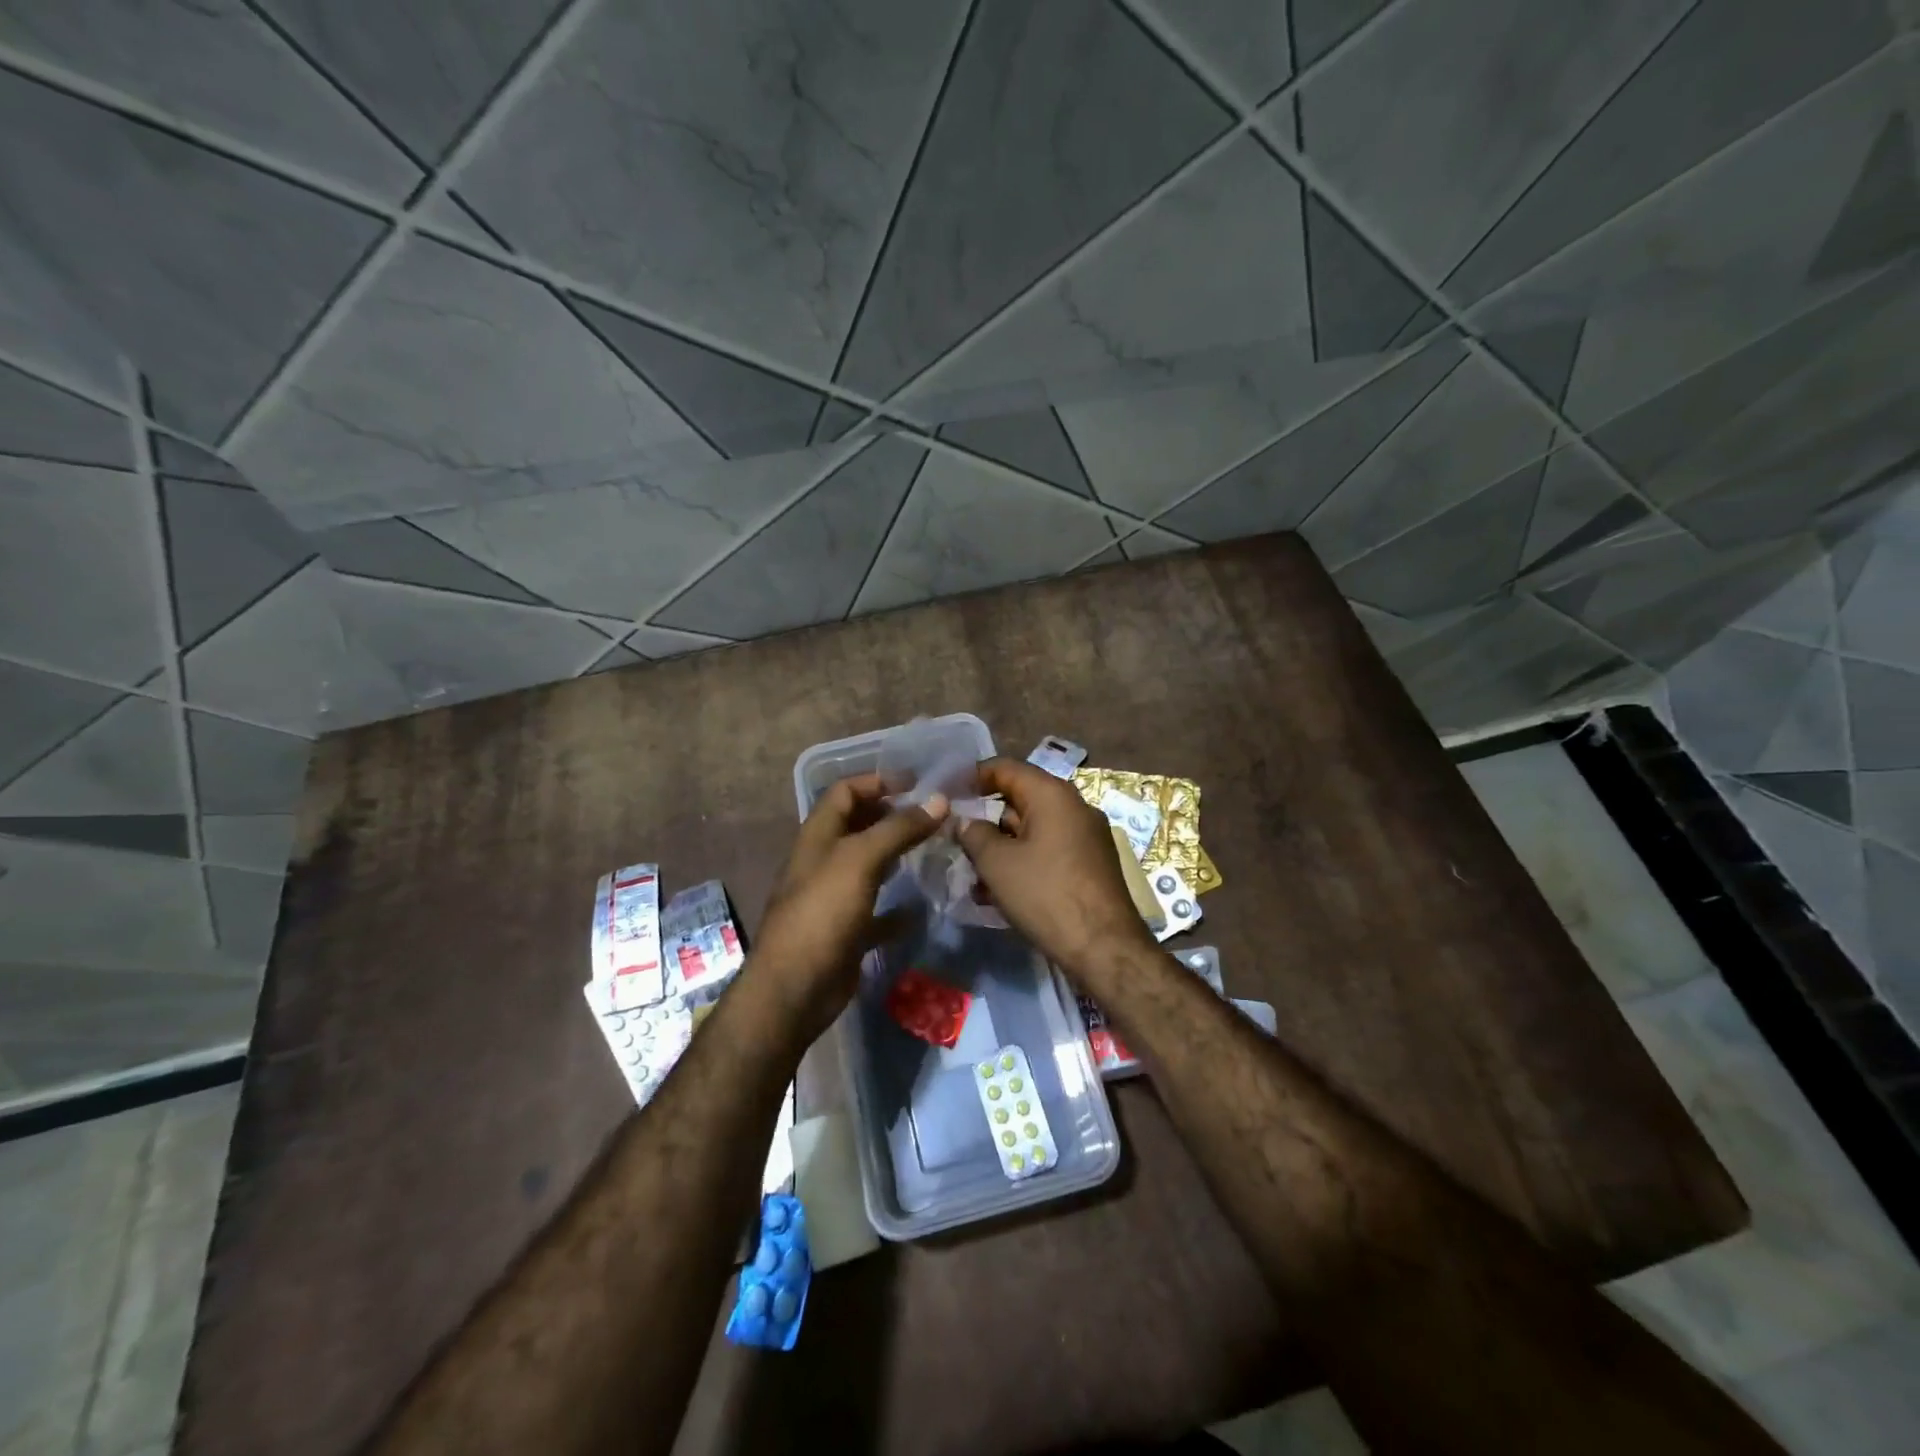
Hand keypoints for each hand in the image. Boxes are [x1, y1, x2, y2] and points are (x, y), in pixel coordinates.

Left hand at [748, 774, 948, 1043]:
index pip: (845, 792)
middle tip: (934, 815)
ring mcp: (834, 897)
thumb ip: (899, 829)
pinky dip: (898, 908)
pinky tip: (921, 907)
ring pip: (869, 866)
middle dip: (893, 815)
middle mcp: (824, 860)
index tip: (918, 783)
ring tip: (935, 849)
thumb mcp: (860, 860)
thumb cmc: (823, 912)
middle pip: (859, 826)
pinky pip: (876, 912)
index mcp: (819, 835)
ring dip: (898, 856)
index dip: (878, 781)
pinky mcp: (846, 931)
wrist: (794, 988)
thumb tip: (939, 801)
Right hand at [956, 758, 1155, 977]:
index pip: (1005, 768)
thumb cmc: (1045, 894)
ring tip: (972, 875)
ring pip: (1033, 830)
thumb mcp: (997, 863)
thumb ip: (974, 833)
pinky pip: (1049, 851)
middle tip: (954, 838)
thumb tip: (965, 820)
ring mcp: (1086, 836)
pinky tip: (999, 893)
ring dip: (1001, 847)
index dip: (972, 776)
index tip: (946, 793)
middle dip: (985, 819)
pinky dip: (1023, 862)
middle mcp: (1074, 806)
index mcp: (1052, 794)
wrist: (1103, 947)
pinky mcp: (1091, 864)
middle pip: (1020, 799)